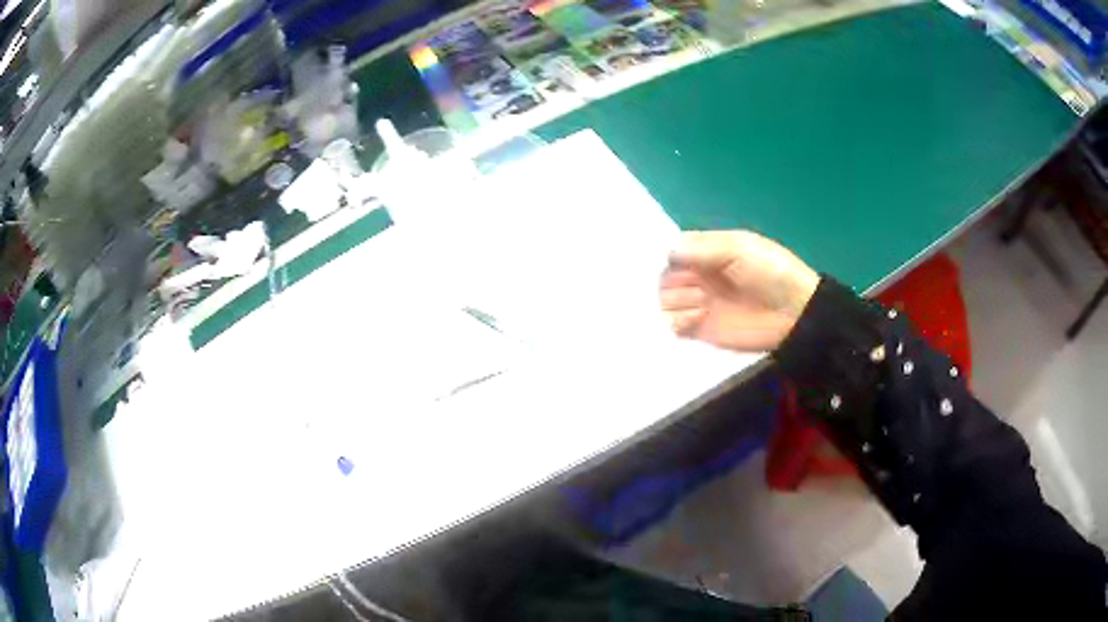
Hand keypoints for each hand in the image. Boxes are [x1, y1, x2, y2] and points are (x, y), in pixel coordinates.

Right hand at [659, 230, 819, 351]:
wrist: (794, 313)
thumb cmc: (770, 272)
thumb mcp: (739, 248)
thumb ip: (702, 248)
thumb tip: (667, 252)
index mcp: (708, 252)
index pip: (673, 251)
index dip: (671, 257)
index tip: (679, 262)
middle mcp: (699, 276)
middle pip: (664, 276)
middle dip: (675, 280)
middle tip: (698, 285)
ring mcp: (698, 303)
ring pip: (664, 299)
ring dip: (678, 300)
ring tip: (703, 303)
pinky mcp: (700, 330)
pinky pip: (672, 325)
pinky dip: (677, 321)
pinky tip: (698, 318)